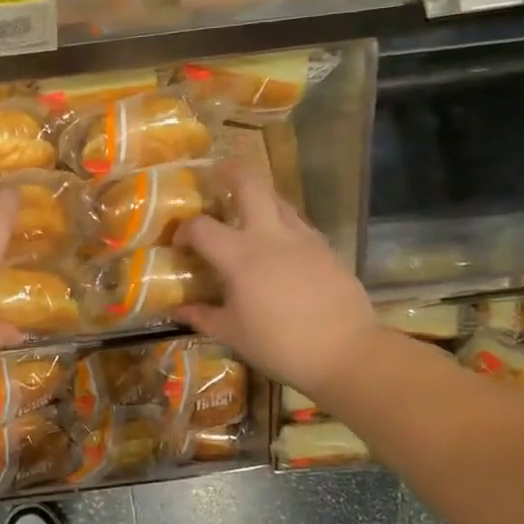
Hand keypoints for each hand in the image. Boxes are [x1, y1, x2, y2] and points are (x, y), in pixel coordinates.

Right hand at [171, 162, 379, 397]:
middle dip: (230, 171)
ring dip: (258, 197)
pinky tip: (278, 247)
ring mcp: (303, 237)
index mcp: (240, 255)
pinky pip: (297, 223)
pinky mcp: (325, 247)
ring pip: (278, 199)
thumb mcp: (233, 334)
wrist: (345, 351)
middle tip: (217, 176)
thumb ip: (202, 316)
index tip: (180, 245)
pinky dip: (281, 223)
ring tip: (246, 213)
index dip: (184, 231)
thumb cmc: (280, 345)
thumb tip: (179, 310)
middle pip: (249, 182)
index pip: (201, 227)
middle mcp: (270, 235)